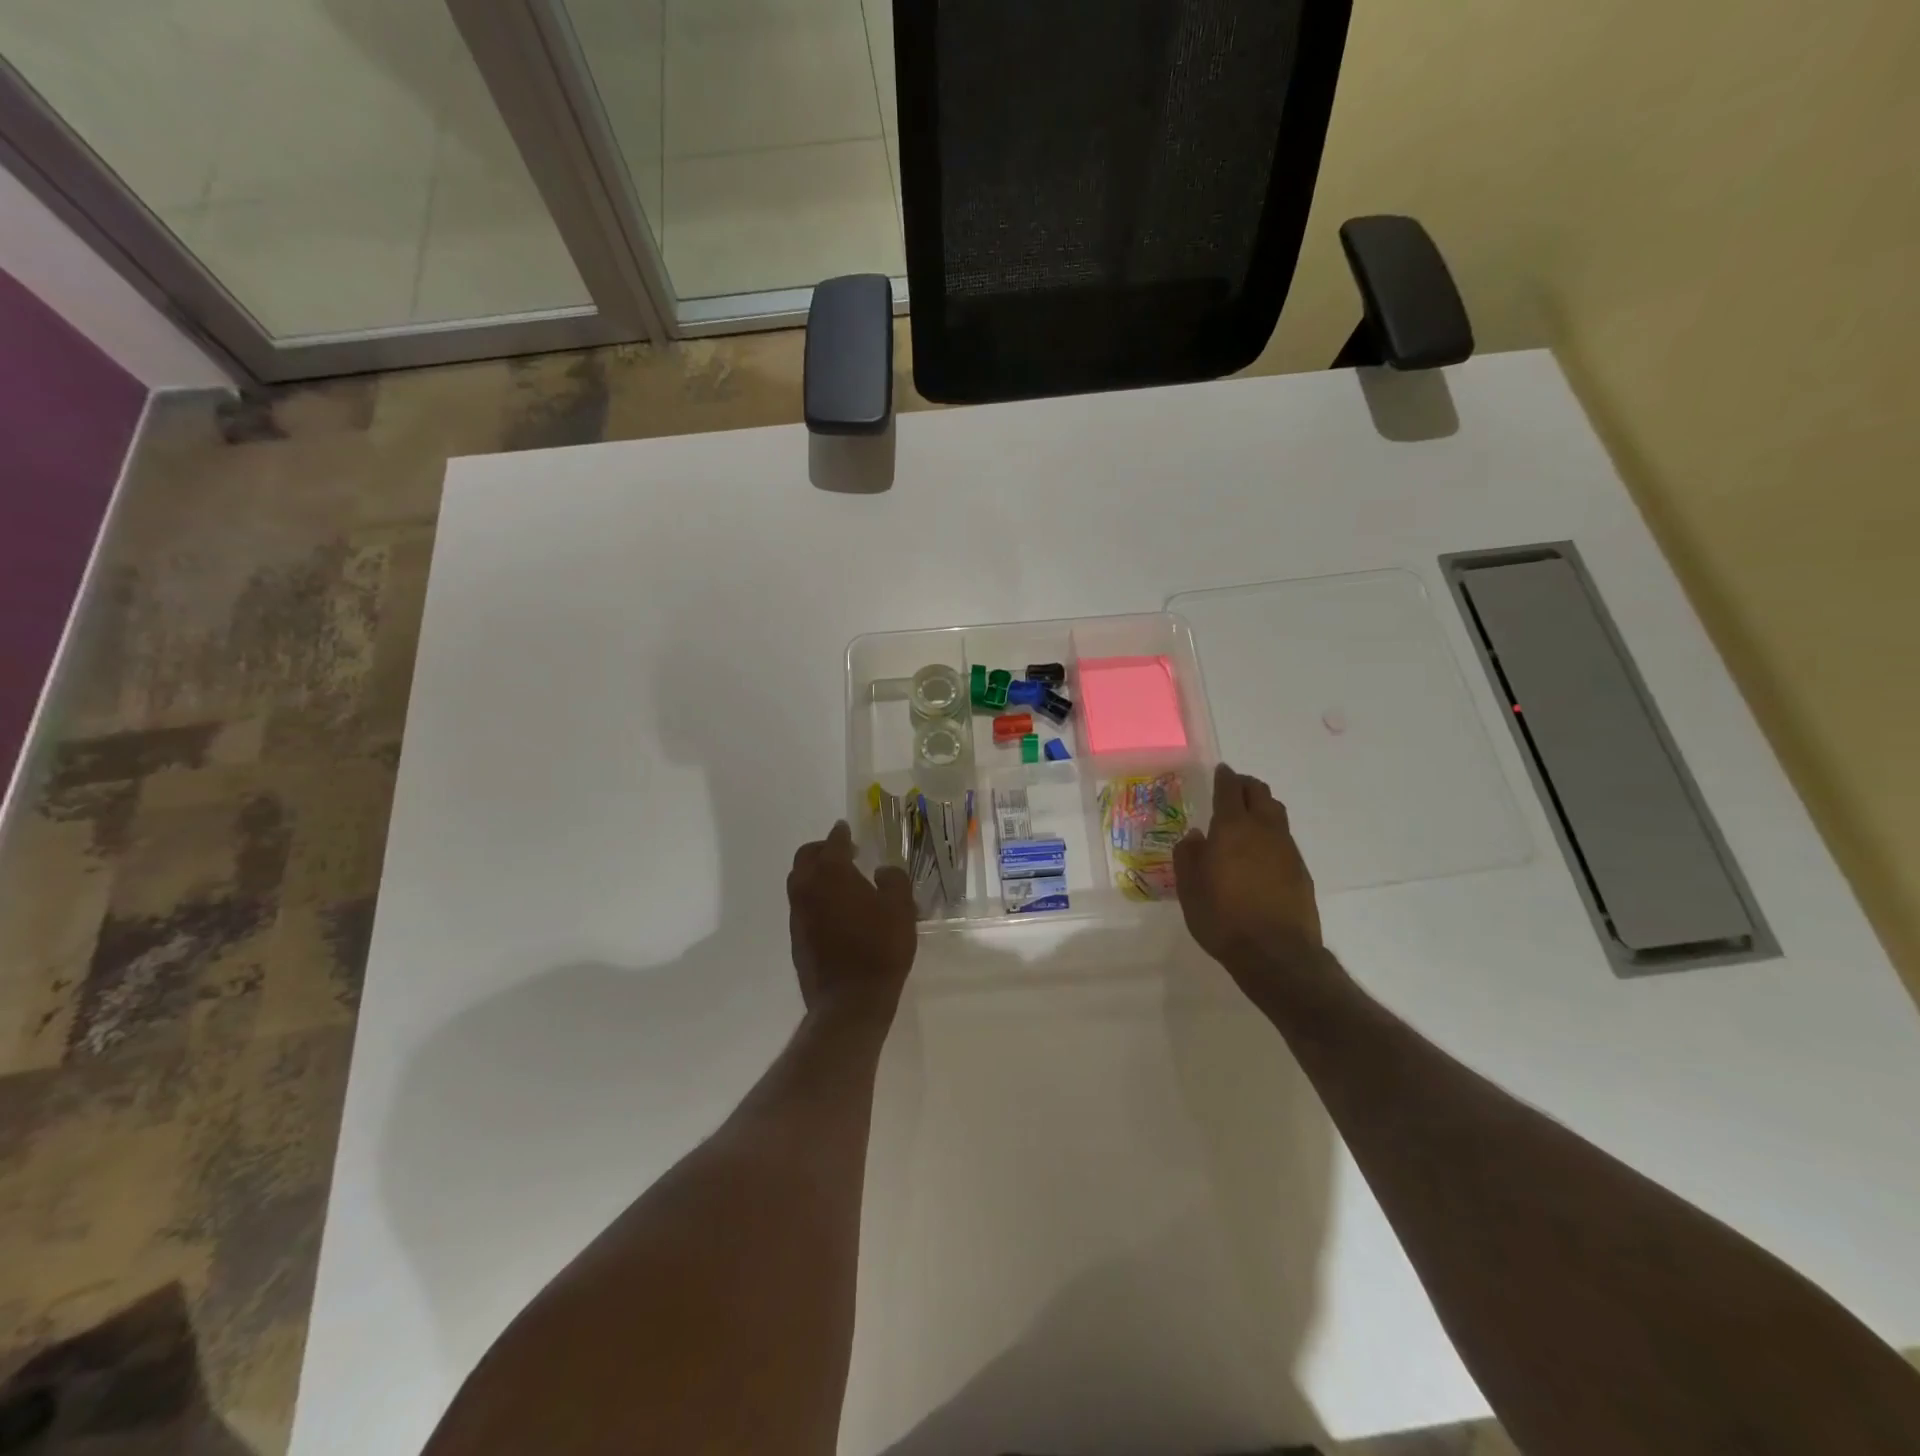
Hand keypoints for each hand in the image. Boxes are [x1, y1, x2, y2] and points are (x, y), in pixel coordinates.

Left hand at [788, 821, 917, 1019]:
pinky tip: (836, 911)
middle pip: (806, 857)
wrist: (849, 1001)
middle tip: (843, 853)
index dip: (841, 833)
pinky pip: (802, 906)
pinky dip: (815, 898)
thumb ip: (893, 880)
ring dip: (816, 874)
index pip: (833, 842)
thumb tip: (882, 871)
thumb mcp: (900, 908)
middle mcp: (807, 887)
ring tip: (840, 882)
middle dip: (822, 849)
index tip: (846, 828)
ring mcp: (797, 914)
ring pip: (799, 881)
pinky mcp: (796, 938)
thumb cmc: (879, 947)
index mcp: (831, 873)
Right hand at [1174, 764, 1325, 985]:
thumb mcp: (1189, 888)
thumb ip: (1189, 855)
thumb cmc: (1222, 917)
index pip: (1229, 790)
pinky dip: (1271, 834)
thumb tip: (1195, 836)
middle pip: (1260, 793)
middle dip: (1246, 785)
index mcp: (1233, 828)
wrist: (1275, 954)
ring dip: (1262, 806)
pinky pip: (1284, 839)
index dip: (1224, 777)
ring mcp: (1286, 850)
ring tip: (1248, 816)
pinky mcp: (1300, 871)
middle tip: (1233, 788)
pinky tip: (1260, 852)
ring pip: (1276, 814)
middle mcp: (1263, 830)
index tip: (1220, 770)